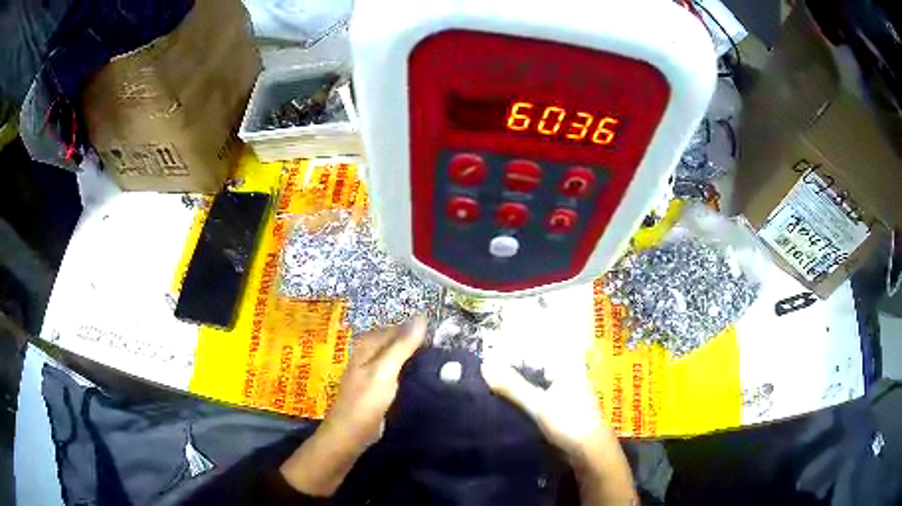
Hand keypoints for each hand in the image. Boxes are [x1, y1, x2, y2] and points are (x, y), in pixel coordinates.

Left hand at [281, 316, 426, 495]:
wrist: (352, 433)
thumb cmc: (366, 400)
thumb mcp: (385, 370)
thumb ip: (402, 345)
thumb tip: (422, 317)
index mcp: (368, 345)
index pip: (397, 328)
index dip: (417, 329)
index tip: (443, 333)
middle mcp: (369, 354)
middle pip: (397, 342)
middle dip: (417, 343)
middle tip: (445, 347)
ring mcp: (373, 371)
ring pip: (398, 357)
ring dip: (415, 357)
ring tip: (441, 360)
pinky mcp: (379, 387)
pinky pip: (398, 372)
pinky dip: (410, 371)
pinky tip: (425, 377)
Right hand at [480, 350, 608, 458]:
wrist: (591, 453)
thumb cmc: (570, 423)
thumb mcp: (538, 405)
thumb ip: (513, 386)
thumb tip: (485, 365)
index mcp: (567, 367)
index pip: (535, 353)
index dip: (511, 354)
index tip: (487, 357)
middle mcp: (567, 376)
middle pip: (534, 369)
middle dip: (511, 372)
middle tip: (484, 373)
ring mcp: (564, 394)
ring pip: (534, 386)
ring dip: (516, 388)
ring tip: (488, 387)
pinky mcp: (559, 410)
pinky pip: (537, 400)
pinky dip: (523, 401)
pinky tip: (506, 405)